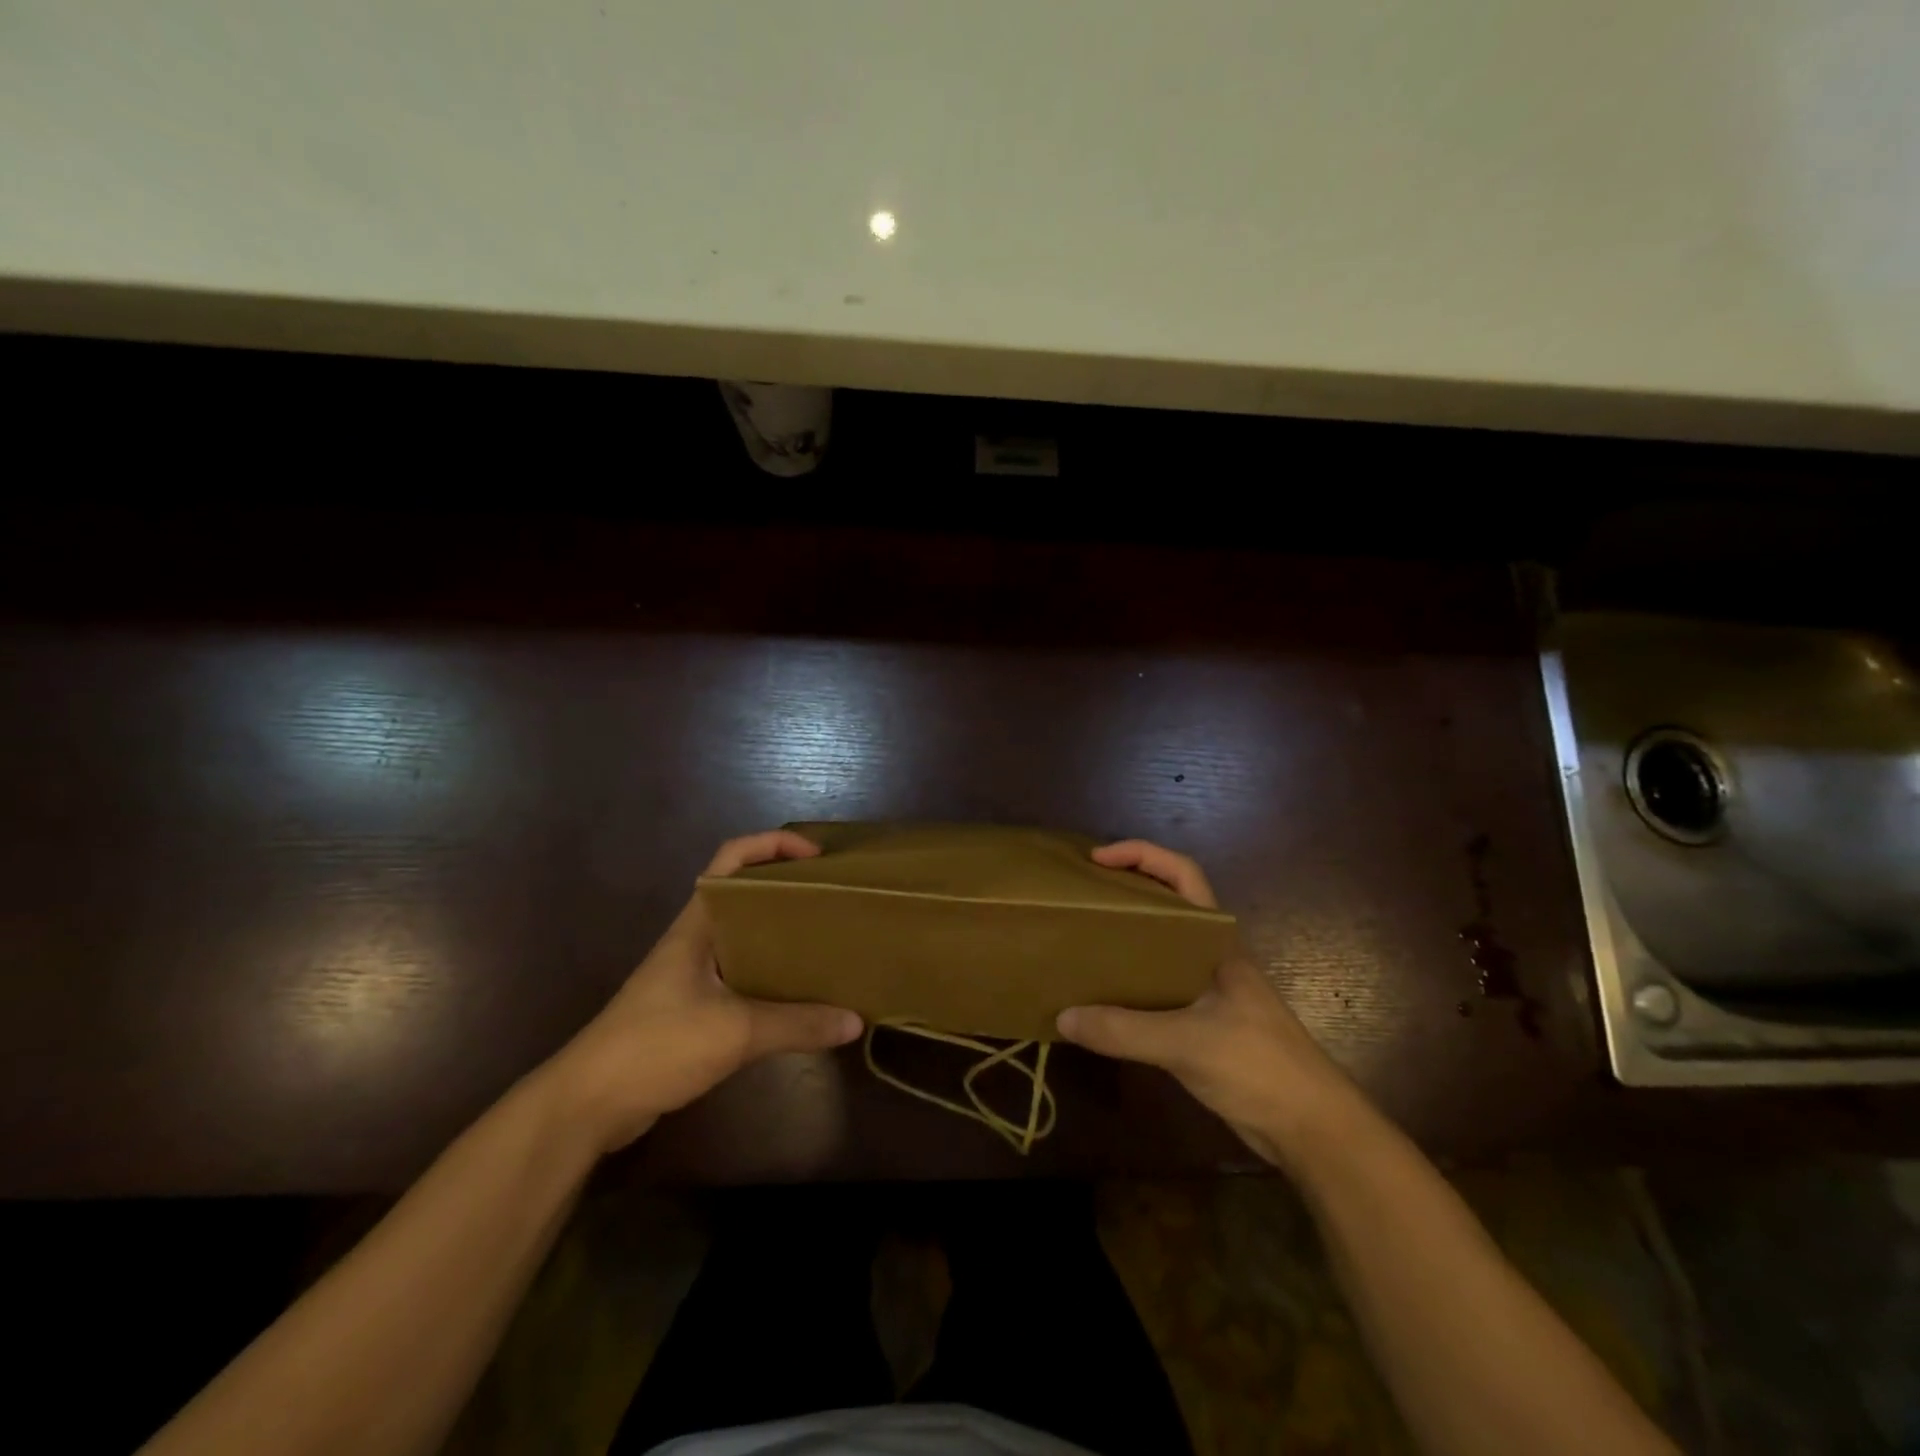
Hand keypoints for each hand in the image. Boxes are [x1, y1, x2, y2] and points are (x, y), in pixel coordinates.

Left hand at [545, 830, 862, 1152]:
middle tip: (835, 900)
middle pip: (747, 894)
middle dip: (789, 889)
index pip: (732, 858)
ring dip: (784, 934)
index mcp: (699, 923)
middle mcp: (698, 939)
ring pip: (747, 937)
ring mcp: (693, 974)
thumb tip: (856, 1021)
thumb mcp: (735, 1032)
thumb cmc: (656, 1046)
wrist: (587, 1105)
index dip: (774, 844)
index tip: (818, 859)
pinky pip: (744, 976)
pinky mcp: (694, 1008)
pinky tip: (802, 994)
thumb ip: (798, 1024)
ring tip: (829, 941)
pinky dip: (773, 975)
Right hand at [1056, 839, 1362, 1169]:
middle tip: (1081, 897)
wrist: (1312, 1129)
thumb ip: (1122, 1030)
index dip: (1142, 854)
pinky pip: (1156, 988)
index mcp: (1216, 941)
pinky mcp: (1202, 1023)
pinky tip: (1101, 999)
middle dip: (1125, 891)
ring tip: (1081, 942)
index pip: (1183, 874)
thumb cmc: (1259, 1066)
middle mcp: (1209, 956)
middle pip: (1166, 905)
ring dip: (1124, 939)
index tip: (1098, 859)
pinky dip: (1127, 984)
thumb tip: (1063, 1016)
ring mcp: (1207, 990)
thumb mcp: (1186, 1043)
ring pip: (1159, 948)